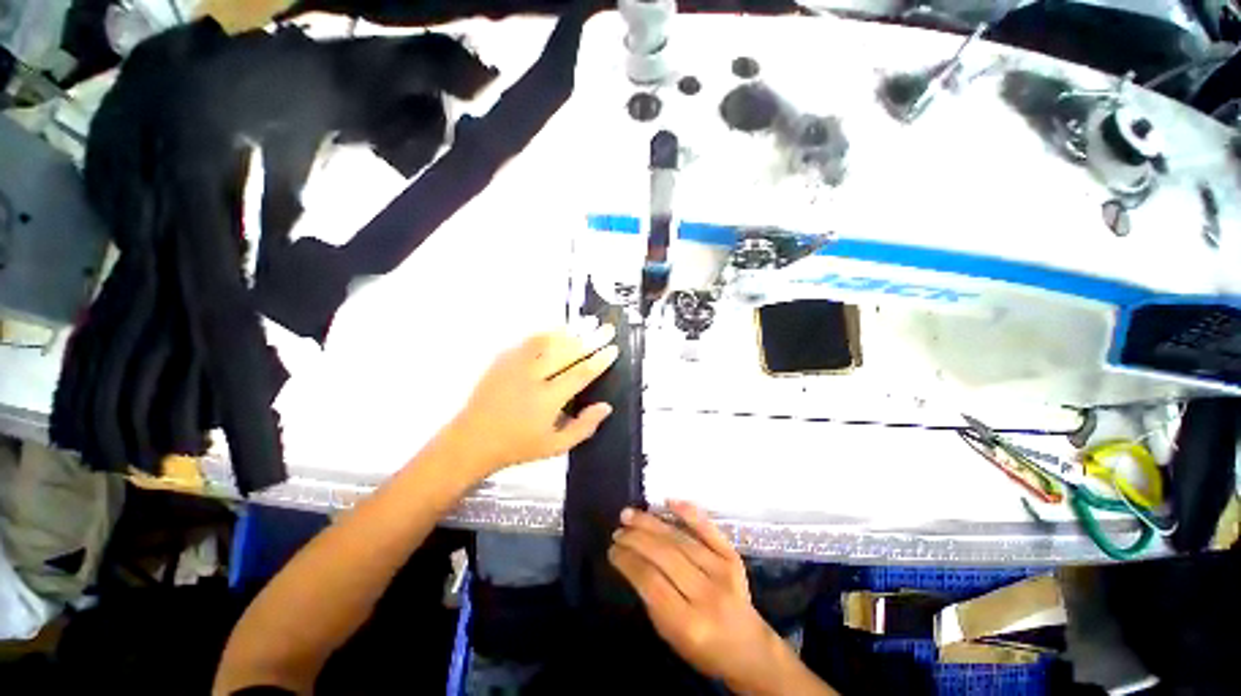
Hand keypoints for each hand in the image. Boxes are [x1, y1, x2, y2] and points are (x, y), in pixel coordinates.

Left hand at [443, 325, 618, 476]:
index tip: (613, 349)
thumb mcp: (555, 447)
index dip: (599, 361)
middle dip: (591, 339)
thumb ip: (583, 428)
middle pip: (567, 353)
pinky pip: (529, 340)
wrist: (472, 439)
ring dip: (571, 330)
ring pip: (548, 341)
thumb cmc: (517, 446)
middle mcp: (532, 378)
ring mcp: (515, 366)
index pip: (580, 374)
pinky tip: (559, 328)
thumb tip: (606, 407)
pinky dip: (547, 332)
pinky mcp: (503, 359)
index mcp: (547, 401)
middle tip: (607, 329)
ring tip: (588, 322)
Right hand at [609, 501, 807, 693]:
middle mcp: (706, 593)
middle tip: (618, 529)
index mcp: (688, 622)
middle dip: (635, 538)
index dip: (627, 561)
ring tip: (630, 515)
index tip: (612, 549)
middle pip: (664, 555)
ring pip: (680, 539)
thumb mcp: (671, 636)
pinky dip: (688, 512)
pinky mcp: (732, 557)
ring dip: (651, 523)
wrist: (749, 648)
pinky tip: (668, 502)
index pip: (650, 581)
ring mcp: (722, 571)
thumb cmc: (704, 649)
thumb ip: (652, 599)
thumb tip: (632, 560)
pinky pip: (708, 529)